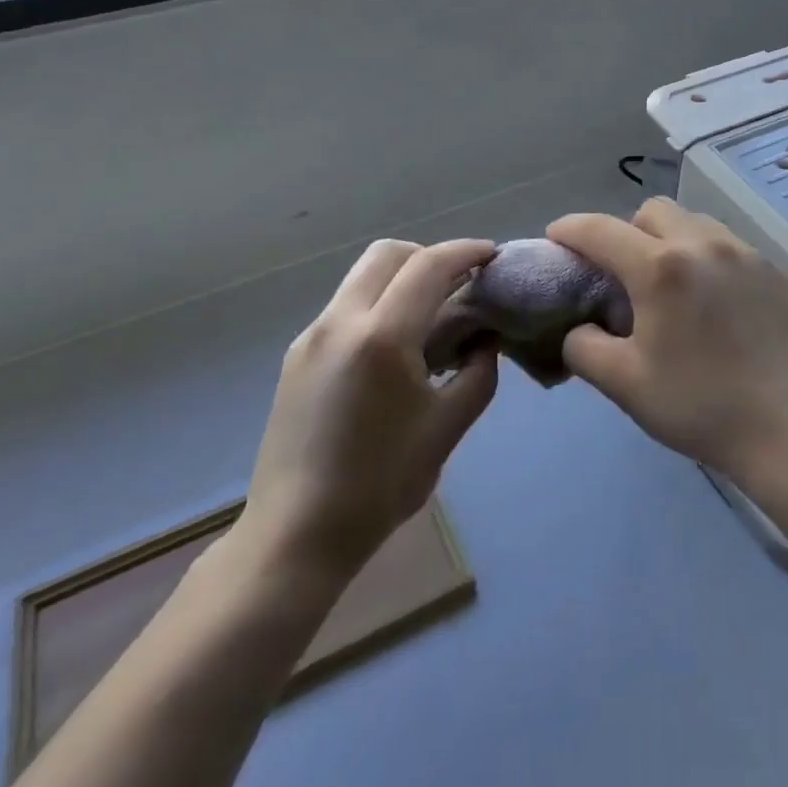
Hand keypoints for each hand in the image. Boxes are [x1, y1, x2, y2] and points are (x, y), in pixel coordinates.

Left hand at [236, 239, 499, 577]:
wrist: (295, 534)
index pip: (429, 266)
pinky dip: (378, 304)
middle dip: (429, 256)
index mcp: (381, 336)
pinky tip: (395, 349)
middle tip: (460, 283)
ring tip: (431, 317)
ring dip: (401, 278)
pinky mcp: (296, 357)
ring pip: (362, 277)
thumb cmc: (381, 484)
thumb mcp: (447, 428)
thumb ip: (479, 373)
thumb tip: (486, 340)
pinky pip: (346, 307)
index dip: (466, 252)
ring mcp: (311, 337)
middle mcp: (340, 322)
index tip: (492, 256)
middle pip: (388, 254)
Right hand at [547, 199, 787, 482]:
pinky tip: (719, 305)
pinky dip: (712, 263)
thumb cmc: (697, 407)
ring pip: (697, 223)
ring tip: (674, 285)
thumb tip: (580, 326)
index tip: (556, 238)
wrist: (787, 432)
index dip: (569, 229)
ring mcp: (749, 255)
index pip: (600, 229)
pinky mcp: (779, 273)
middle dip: (627, 231)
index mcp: (661, 268)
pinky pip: (733, 249)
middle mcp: (705, 244)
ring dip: (673, 241)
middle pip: (653, 210)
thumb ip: (583, 346)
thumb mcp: (623, 383)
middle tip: (624, 273)